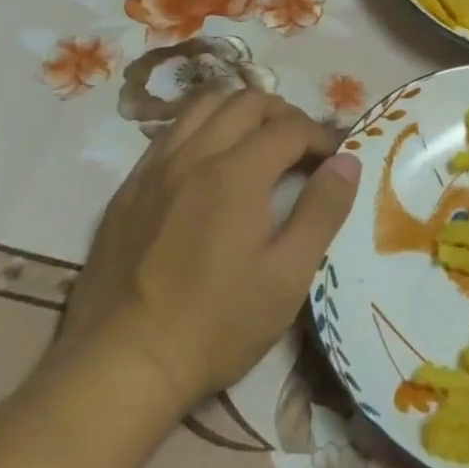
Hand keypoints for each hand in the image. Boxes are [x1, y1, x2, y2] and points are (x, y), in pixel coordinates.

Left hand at [60, 91, 360, 408]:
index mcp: (237, 173)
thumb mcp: (288, 275)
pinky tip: (209, 165)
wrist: (121, 366)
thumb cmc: (216, 324)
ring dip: (239, 112)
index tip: (335, 160)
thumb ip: (323, 211)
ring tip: (257, 142)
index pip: (291, 127)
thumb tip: (347, 161)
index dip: (322, 136)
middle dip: (284, 114)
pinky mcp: (128, 189)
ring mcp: (154, 169)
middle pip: (246, 101)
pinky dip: (201, 130)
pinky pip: (170, 134)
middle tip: (301, 147)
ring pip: (202, 106)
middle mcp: (194, 155)